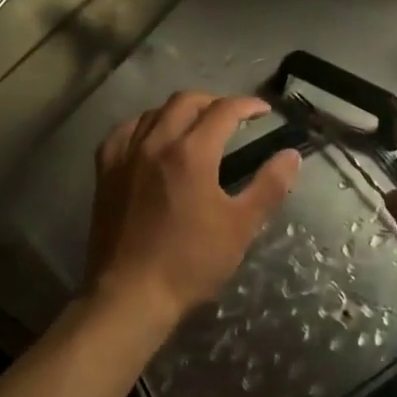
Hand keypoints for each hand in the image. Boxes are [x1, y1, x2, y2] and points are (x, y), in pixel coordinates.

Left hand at [85, 92, 302, 331]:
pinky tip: (150, 138)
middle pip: (186, 101)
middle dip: (213, 102)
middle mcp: (156, 142)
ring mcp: (126, 155)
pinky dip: (142, 126)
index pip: (223, 111)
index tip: (263, 111)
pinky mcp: (105, 172)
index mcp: (192, 153)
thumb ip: (269, 186)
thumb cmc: (190, 263)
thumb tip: (290, 155)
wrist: (130, 296)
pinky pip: (123, 132)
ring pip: (153, 112)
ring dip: (179, 111)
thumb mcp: (240, 227)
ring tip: (194, 126)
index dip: (247, 105)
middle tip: (231, 117)